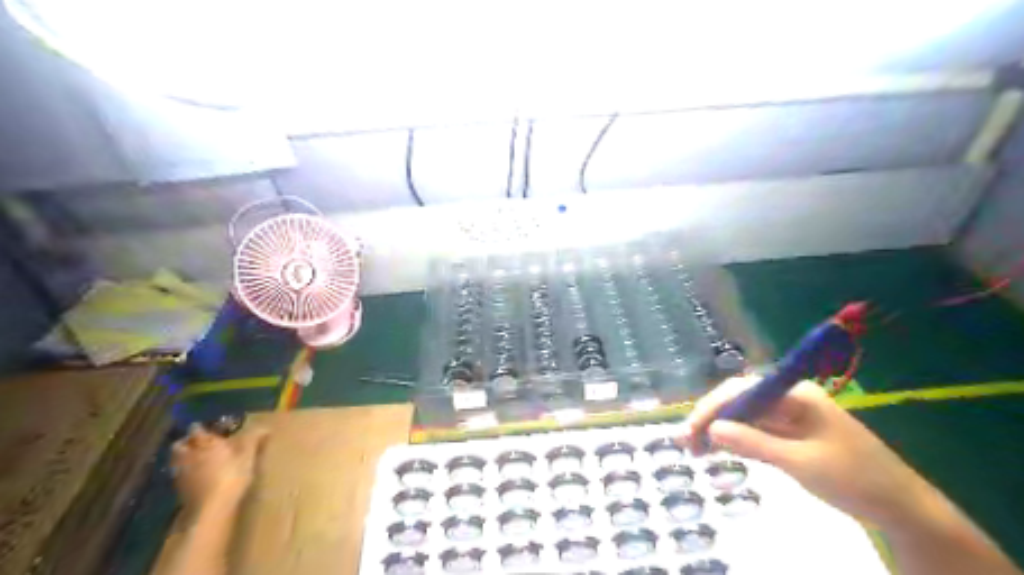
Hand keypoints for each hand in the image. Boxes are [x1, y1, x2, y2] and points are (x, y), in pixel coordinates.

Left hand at [172, 423, 267, 511]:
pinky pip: (178, 474)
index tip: (205, 427)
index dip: (200, 428)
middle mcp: (189, 455)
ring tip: (195, 459)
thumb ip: (253, 440)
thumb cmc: (232, 475)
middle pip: (179, 445)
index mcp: (205, 444)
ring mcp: (182, 473)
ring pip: (176, 460)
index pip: (197, 430)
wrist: (213, 507)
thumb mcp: (248, 456)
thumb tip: (265, 427)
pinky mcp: (180, 489)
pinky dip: (185, 471)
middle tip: (196, 442)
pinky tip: (196, 476)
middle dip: (186, 442)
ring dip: (183, 457)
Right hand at [678, 376, 929, 527]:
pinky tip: (719, 450)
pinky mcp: (793, 433)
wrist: (903, 507)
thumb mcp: (800, 463)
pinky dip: (736, 440)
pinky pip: (756, 430)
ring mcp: (791, 415)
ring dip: (719, 430)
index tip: (689, 430)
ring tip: (694, 449)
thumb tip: (711, 430)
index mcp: (796, 394)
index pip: (742, 390)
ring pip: (745, 416)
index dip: (712, 407)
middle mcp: (790, 398)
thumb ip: (754, 443)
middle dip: (711, 418)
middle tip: (686, 442)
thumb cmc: (855, 479)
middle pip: (740, 400)